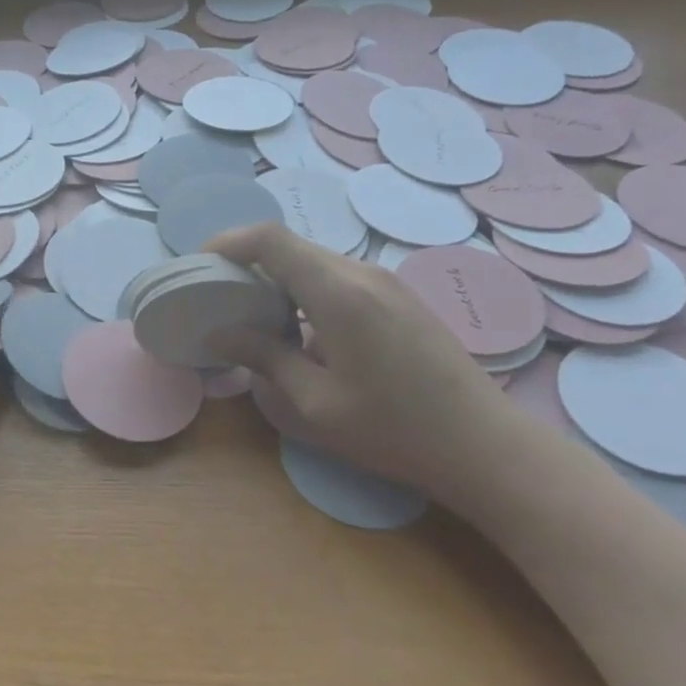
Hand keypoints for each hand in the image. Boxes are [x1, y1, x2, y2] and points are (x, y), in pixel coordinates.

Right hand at [207, 224, 521, 501]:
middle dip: (248, 263)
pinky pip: (340, 276)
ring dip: (279, 278)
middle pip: (292, 246)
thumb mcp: (315, 404)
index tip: (201, 267)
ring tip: (257, 317)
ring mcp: (387, 282)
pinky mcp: (400, 297)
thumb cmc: (393, 430)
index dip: (228, 242)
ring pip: (316, 260)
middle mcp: (362, 273)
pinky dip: (307, 289)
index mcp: (338, 293)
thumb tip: (219, 333)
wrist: (484, 446)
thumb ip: (264, 358)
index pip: (270, 239)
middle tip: (220, 298)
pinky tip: (304, 330)